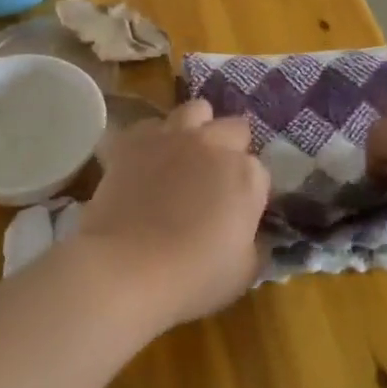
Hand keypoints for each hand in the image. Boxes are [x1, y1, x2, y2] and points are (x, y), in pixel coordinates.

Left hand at [74, 99, 269, 331]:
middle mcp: (213, 143)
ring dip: (198, 128)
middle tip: (216, 179)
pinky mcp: (134, 140)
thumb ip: (256, 241)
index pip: (260, 171)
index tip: (240, 212)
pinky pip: (150, 125)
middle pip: (234, 128)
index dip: (251, 191)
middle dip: (231, 148)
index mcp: (246, 174)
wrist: (126, 268)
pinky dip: (153, 139)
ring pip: (196, 110)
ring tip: (186, 154)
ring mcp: (172, 136)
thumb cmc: (193, 277)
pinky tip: (148, 160)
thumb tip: (253, 232)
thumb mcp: (245, 271)